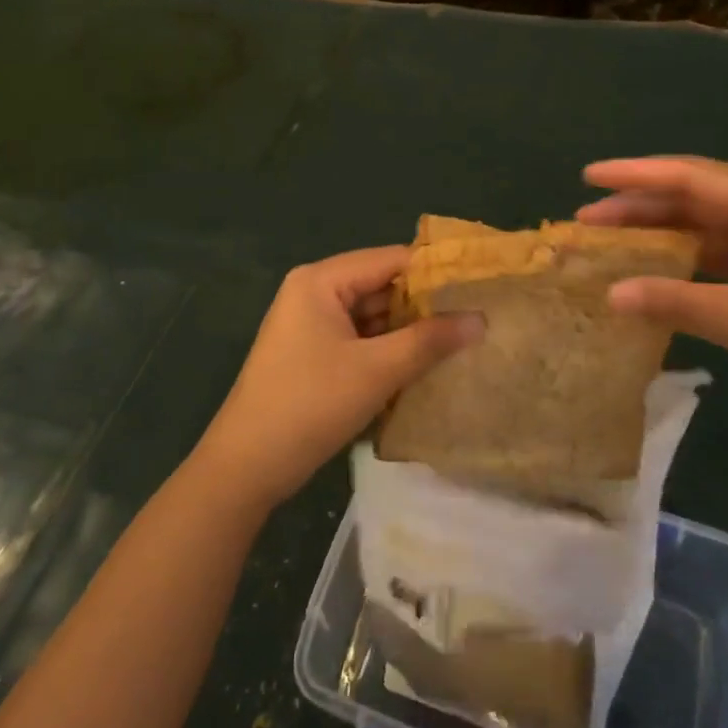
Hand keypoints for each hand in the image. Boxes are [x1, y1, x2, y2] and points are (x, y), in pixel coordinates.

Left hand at [191, 246, 482, 510]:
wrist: (246, 467)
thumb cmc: (310, 405)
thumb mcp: (377, 370)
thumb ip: (429, 341)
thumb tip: (481, 319)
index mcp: (322, 280)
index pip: (391, 260)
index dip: (436, 272)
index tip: (481, 287)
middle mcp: (314, 292)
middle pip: (381, 286)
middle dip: (425, 305)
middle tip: (478, 318)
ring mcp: (311, 325)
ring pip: (373, 317)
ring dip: (410, 331)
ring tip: (462, 341)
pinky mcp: (313, 355)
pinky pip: (360, 340)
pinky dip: (389, 351)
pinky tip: (425, 365)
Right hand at [578, 157, 727, 433]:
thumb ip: (677, 303)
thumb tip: (611, 295)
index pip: (690, 176)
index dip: (635, 175)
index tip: (588, 177)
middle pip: (696, 195)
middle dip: (641, 204)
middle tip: (589, 218)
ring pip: (708, 225)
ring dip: (663, 231)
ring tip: (614, 241)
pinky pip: (723, 252)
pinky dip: (687, 258)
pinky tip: (660, 271)